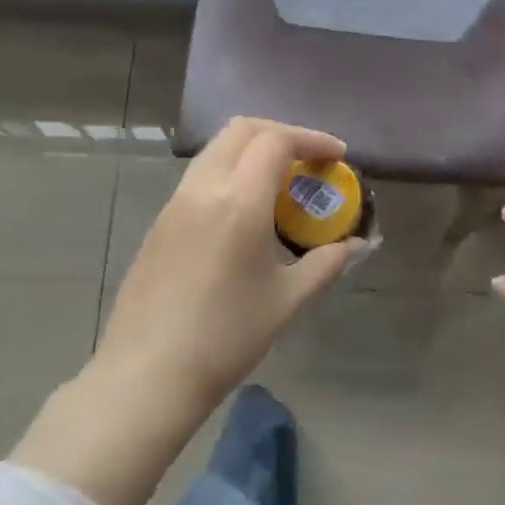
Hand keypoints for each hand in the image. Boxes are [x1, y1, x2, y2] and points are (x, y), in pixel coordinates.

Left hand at [91, 118, 361, 410]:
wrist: (148, 374)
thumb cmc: (226, 337)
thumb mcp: (287, 300)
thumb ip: (326, 264)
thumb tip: (355, 245)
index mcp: (239, 201)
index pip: (276, 140)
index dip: (312, 139)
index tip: (338, 158)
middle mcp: (202, 189)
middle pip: (242, 130)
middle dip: (281, 134)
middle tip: (310, 161)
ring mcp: (175, 204)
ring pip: (216, 151)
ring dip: (252, 151)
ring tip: (281, 185)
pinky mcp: (160, 223)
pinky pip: (200, 177)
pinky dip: (230, 173)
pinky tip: (246, 212)